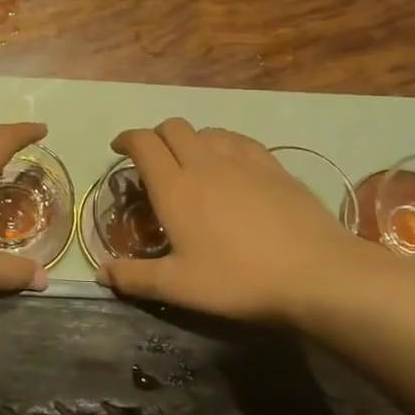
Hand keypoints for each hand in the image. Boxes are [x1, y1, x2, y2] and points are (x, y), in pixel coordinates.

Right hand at [99, 119, 382, 322]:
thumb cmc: (238, 280)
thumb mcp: (179, 287)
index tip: (119, 149)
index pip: (144, 143)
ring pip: (208, 131)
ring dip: (191, 140)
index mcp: (175, 187)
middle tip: (154, 160)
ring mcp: (243, 161)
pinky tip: (232, 166)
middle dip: (157, 136)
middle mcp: (205, 163)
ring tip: (192, 164)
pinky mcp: (274, 166)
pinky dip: (224, 145)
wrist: (314, 272)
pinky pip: (240, 141)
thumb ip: (134, 278)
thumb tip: (100, 272)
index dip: (127, 139)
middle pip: (174, 127)